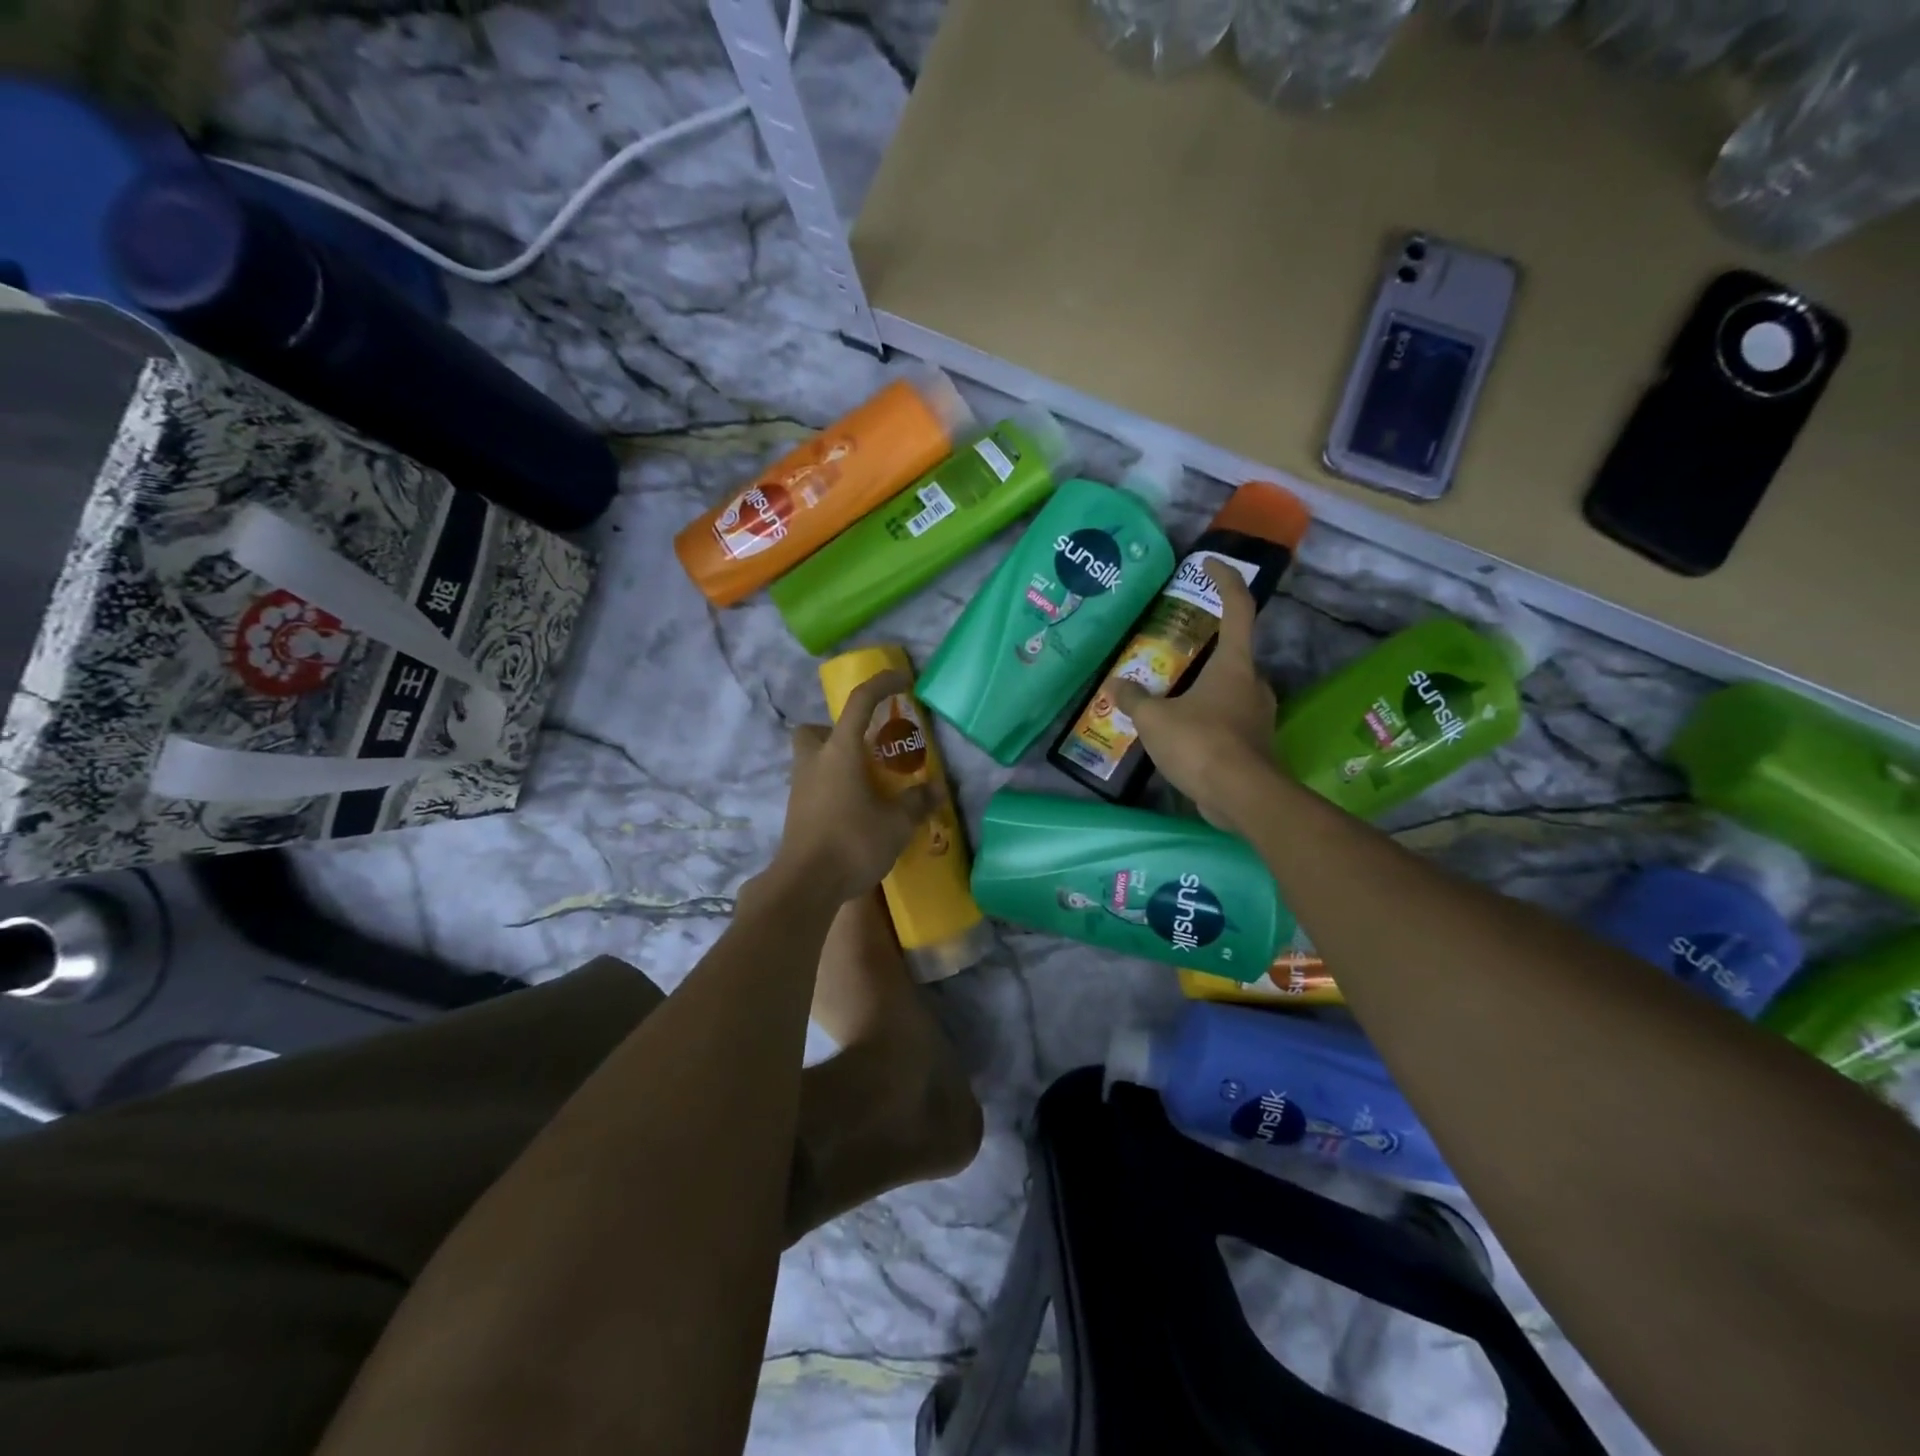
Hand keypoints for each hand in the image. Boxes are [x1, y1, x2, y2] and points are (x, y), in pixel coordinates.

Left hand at [768, 670, 938, 903]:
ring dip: (835, 762)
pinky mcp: (796, 813)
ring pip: (811, 759)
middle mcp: (814, 762)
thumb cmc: (852, 842)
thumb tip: (935, 789)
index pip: (860, 703)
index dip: (881, 684)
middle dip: (835, 731)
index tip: (902, 680)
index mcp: (839, 752)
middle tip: (864, 749)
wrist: (806, 886)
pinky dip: (832, 788)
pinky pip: (813, 786)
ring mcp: (800, 788)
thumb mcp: (896, 823)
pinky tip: (855, 811)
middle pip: (813, 730)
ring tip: (867, 784)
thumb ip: (916, 802)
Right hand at [1109, 559, 1278, 834]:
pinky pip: (1226, 719)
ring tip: (1166, 696)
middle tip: (1171, 650)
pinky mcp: (1253, 745)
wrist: (1242, 798)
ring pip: (1228, 689)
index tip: (1210, 563)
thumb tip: (1116, 684)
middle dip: (1204, 648)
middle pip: (1232, 652)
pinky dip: (1204, 718)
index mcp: (1234, 664)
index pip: (1237, 608)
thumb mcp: (1155, 719)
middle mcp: (1252, 683)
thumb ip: (1134, 698)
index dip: (1225, 580)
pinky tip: (1178, 732)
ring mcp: (1257, 715)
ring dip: (1201, 688)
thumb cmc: (1201, 744)